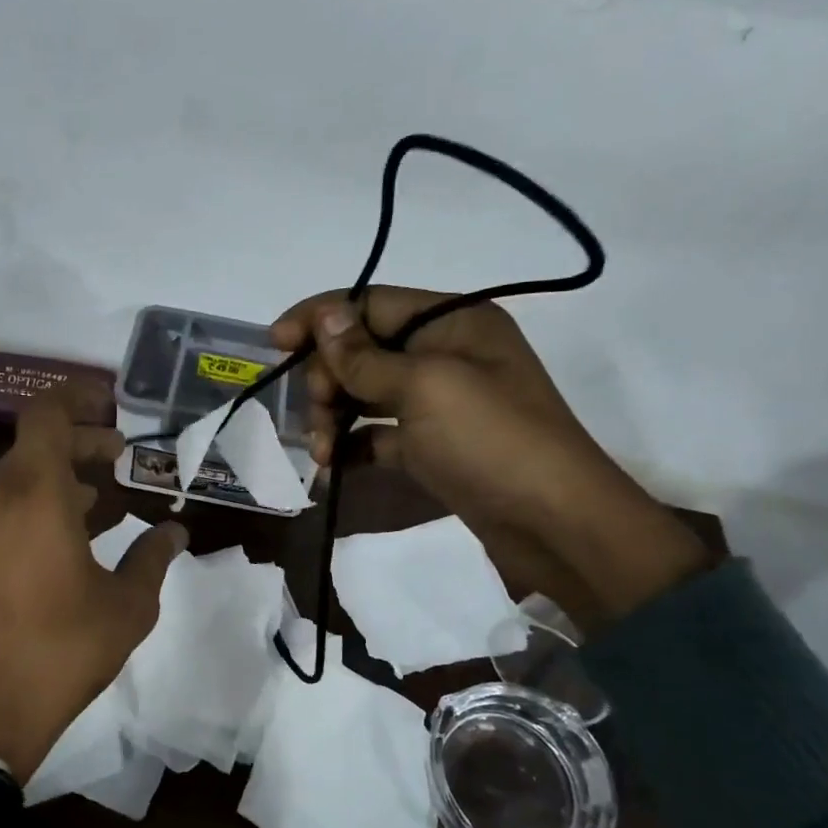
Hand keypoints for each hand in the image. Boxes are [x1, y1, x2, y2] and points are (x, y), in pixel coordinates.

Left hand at [0, 392, 187, 782]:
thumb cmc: (60, 652)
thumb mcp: (126, 607)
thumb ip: (152, 558)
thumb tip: (173, 532)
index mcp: (35, 495)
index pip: (47, 414)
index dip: (77, 397)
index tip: (111, 405)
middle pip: (35, 445)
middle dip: (79, 442)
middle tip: (120, 458)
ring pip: (16, 479)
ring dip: (58, 477)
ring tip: (100, 499)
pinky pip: (1, 511)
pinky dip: (35, 506)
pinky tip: (65, 540)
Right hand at [272, 288, 708, 625]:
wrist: (553, 523)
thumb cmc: (490, 439)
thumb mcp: (424, 387)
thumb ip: (365, 356)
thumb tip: (324, 315)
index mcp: (453, 321)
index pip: (371, 303)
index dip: (320, 318)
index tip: (274, 342)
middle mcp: (445, 353)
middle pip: (362, 351)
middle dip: (328, 380)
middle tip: (315, 416)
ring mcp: (439, 403)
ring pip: (365, 395)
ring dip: (335, 418)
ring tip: (322, 454)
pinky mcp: (432, 446)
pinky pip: (378, 435)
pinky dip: (353, 447)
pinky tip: (332, 469)